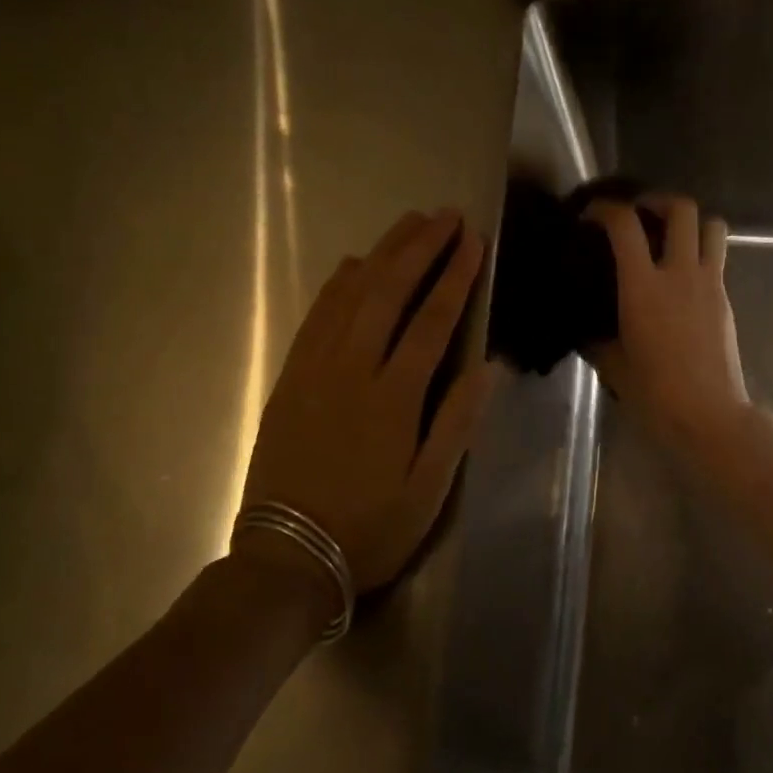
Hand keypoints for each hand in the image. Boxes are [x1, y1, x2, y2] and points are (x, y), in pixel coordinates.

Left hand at [237, 209, 500, 595]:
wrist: (287, 556)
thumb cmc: (370, 528)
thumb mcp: (427, 490)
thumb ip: (455, 424)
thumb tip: (485, 367)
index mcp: (393, 398)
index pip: (432, 322)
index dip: (455, 278)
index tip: (474, 242)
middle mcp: (352, 371)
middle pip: (388, 293)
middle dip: (419, 249)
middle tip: (445, 217)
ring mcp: (314, 371)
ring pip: (349, 297)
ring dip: (381, 255)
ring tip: (407, 225)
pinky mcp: (289, 380)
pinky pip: (314, 319)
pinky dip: (336, 286)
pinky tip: (351, 266)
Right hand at [584, 195, 748, 444]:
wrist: (709, 415)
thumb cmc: (655, 393)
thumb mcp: (613, 366)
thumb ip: (598, 340)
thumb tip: (588, 331)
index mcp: (643, 287)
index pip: (625, 225)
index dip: (605, 210)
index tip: (591, 216)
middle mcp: (680, 274)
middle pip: (681, 209)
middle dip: (658, 200)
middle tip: (641, 214)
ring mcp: (709, 284)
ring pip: (712, 226)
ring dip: (691, 221)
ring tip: (670, 236)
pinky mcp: (725, 299)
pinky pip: (717, 259)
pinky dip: (701, 253)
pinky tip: (682, 277)